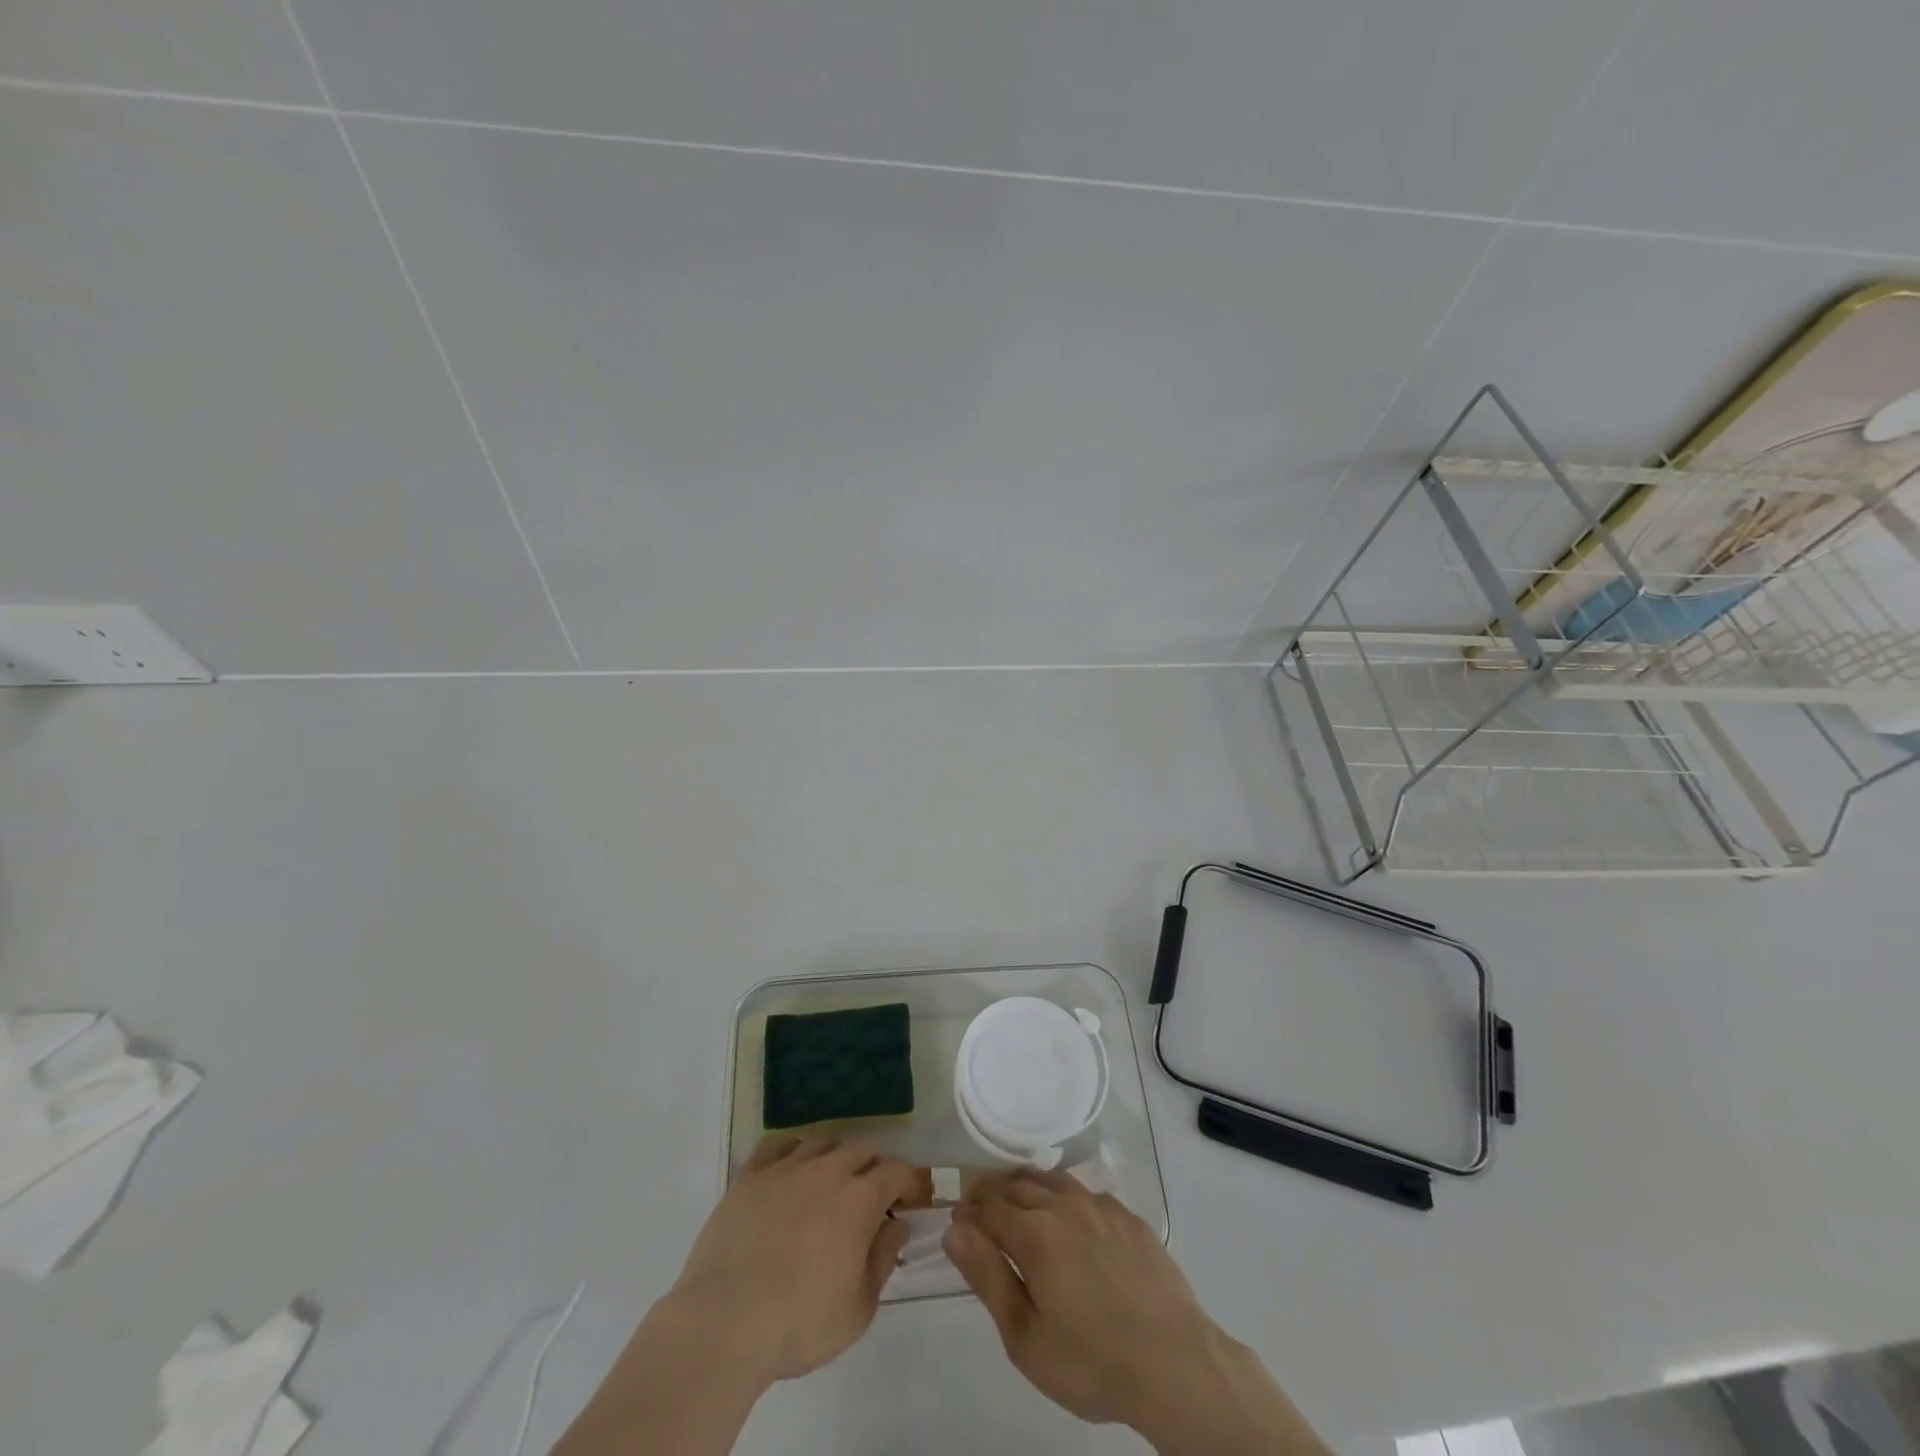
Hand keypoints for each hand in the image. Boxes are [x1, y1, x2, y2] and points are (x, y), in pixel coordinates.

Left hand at [669, 1133, 916, 1383]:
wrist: (724, 1323)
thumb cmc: (799, 1324)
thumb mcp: (858, 1309)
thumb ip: (883, 1259)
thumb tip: (897, 1225)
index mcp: (859, 1199)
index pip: (898, 1171)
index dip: (910, 1182)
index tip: (911, 1201)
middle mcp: (827, 1170)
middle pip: (862, 1148)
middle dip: (875, 1167)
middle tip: (872, 1198)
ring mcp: (786, 1168)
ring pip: (822, 1140)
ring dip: (835, 1156)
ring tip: (830, 1183)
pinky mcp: (750, 1175)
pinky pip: (778, 1145)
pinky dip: (792, 1151)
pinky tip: (791, 1172)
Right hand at [942, 1171, 1326, 1455]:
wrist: (1174, 1362)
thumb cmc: (1091, 1360)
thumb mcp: (1025, 1336)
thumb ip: (987, 1276)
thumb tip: (955, 1230)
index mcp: (1034, 1232)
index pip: (987, 1207)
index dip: (968, 1212)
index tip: (956, 1221)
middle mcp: (1064, 1205)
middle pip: (1017, 1184)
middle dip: (992, 1192)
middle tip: (979, 1206)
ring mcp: (1101, 1206)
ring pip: (1053, 1180)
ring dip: (1028, 1185)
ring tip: (1017, 1200)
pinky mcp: (1130, 1218)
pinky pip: (1088, 1193)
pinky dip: (1066, 1196)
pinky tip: (1070, 1217)